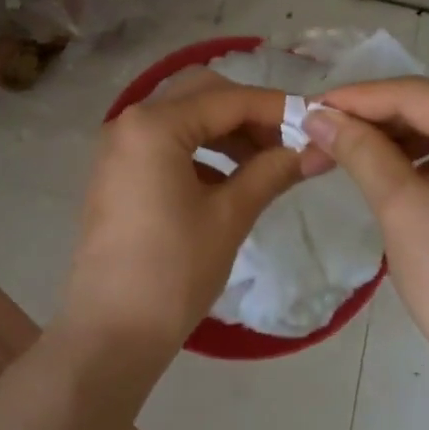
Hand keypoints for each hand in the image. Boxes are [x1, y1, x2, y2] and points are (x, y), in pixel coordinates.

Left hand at [64, 72, 316, 359]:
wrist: (111, 334)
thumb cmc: (173, 271)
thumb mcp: (230, 216)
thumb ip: (273, 171)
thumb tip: (318, 150)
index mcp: (154, 125)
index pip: (228, 100)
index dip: (277, 108)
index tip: (317, 122)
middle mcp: (130, 121)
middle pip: (202, 95)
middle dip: (249, 113)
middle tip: (288, 142)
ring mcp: (119, 147)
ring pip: (184, 116)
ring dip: (226, 130)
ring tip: (266, 162)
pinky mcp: (118, 171)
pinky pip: (167, 142)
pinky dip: (202, 149)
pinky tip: (230, 178)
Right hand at [303, 78, 428, 391]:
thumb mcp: (400, 206)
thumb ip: (359, 150)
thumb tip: (318, 115)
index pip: (417, 95)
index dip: (358, 98)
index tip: (310, 106)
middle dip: (375, 122)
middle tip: (321, 133)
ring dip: (397, 142)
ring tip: (345, 152)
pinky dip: (426, 161)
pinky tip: (389, 171)